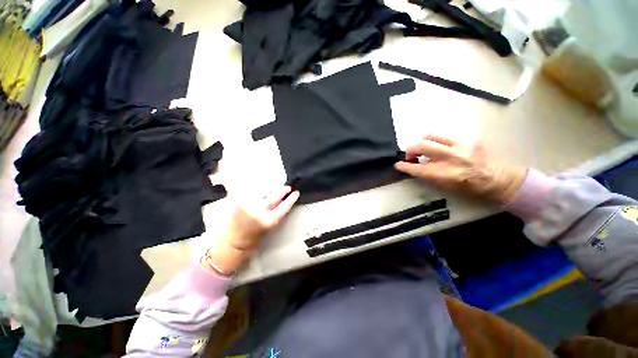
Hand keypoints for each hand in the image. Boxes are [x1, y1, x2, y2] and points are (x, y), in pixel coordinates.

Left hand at [203, 186, 299, 274]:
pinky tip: (256, 188)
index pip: (284, 207)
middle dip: (281, 191)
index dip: (291, 199)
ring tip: (270, 188)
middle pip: (274, 197)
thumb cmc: (252, 238)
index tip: (296, 193)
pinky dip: (253, 189)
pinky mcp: (237, 202)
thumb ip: (274, 213)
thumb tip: (280, 200)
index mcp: (268, 221)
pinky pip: (248, 191)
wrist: (232, 243)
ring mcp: (248, 205)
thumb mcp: (267, 227)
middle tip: (287, 187)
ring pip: (261, 191)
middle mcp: (259, 212)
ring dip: (267, 189)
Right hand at [395, 135, 526, 203]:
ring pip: (431, 136)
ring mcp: (460, 146)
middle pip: (421, 146)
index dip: (404, 166)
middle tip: (410, 155)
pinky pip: (445, 136)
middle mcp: (450, 158)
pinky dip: (438, 142)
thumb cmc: (468, 189)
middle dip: (410, 150)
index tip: (398, 165)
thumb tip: (415, 166)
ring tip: (425, 149)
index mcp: (444, 174)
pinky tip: (442, 149)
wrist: (496, 180)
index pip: (417, 168)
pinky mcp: (468, 139)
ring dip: (423, 143)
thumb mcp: (444, 187)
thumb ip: (428, 175)